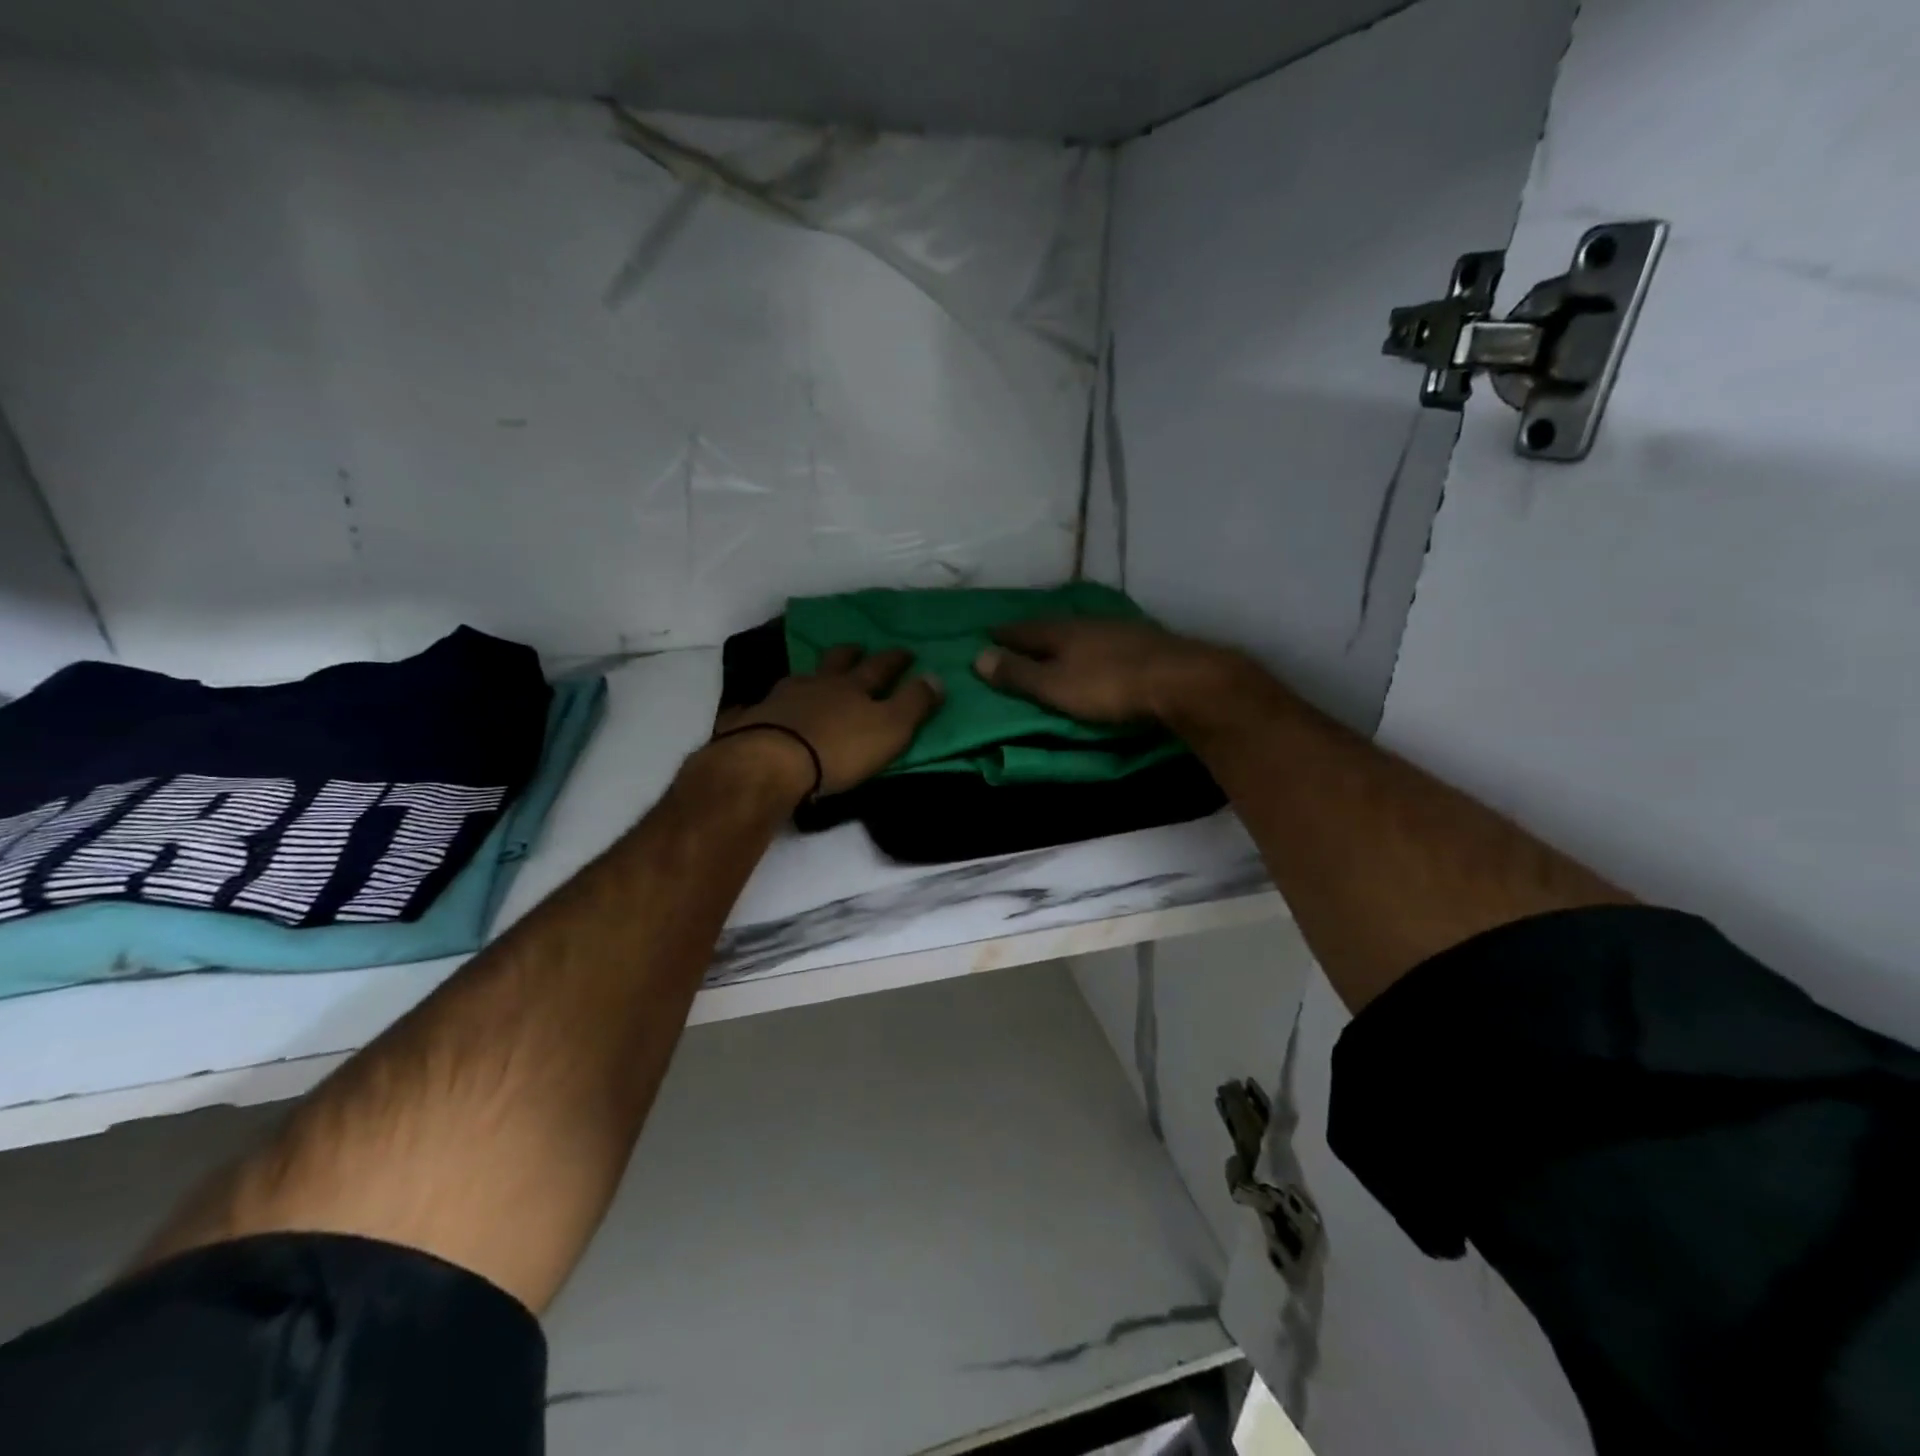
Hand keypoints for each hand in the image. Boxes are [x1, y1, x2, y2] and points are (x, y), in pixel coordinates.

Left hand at [712, 646, 943, 798]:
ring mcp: (780, 698)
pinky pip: (762, 705)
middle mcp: (817, 684)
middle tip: (857, 649)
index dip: (895, 659)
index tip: (905, 652)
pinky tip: (765, 706)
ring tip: (813, 676)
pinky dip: (768, 704)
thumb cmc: (839, 748)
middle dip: (850, 655)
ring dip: (810, 675)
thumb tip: (936, 675)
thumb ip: (914, 703)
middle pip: (836, 662)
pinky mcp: (752, 720)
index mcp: (853, 687)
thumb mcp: (891, 728)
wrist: (771, 762)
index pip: (880, 667)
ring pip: (799, 678)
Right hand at [972, 618, 1241, 726]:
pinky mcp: (1145, 641)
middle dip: (1035, 631)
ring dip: (1066, 636)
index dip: (1004, 634)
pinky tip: (1099, 650)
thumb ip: (1018, 673)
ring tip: (1056, 643)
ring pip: (1083, 629)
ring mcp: (1120, 629)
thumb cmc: (1108, 686)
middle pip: (1054, 625)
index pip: (1024, 629)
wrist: (1180, 679)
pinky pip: (1107, 638)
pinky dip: (1094, 644)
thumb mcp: (1054, 686)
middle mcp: (1088, 622)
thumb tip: (977, 656)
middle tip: (1019, 636)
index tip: (988, 635)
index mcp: (1061, 631)